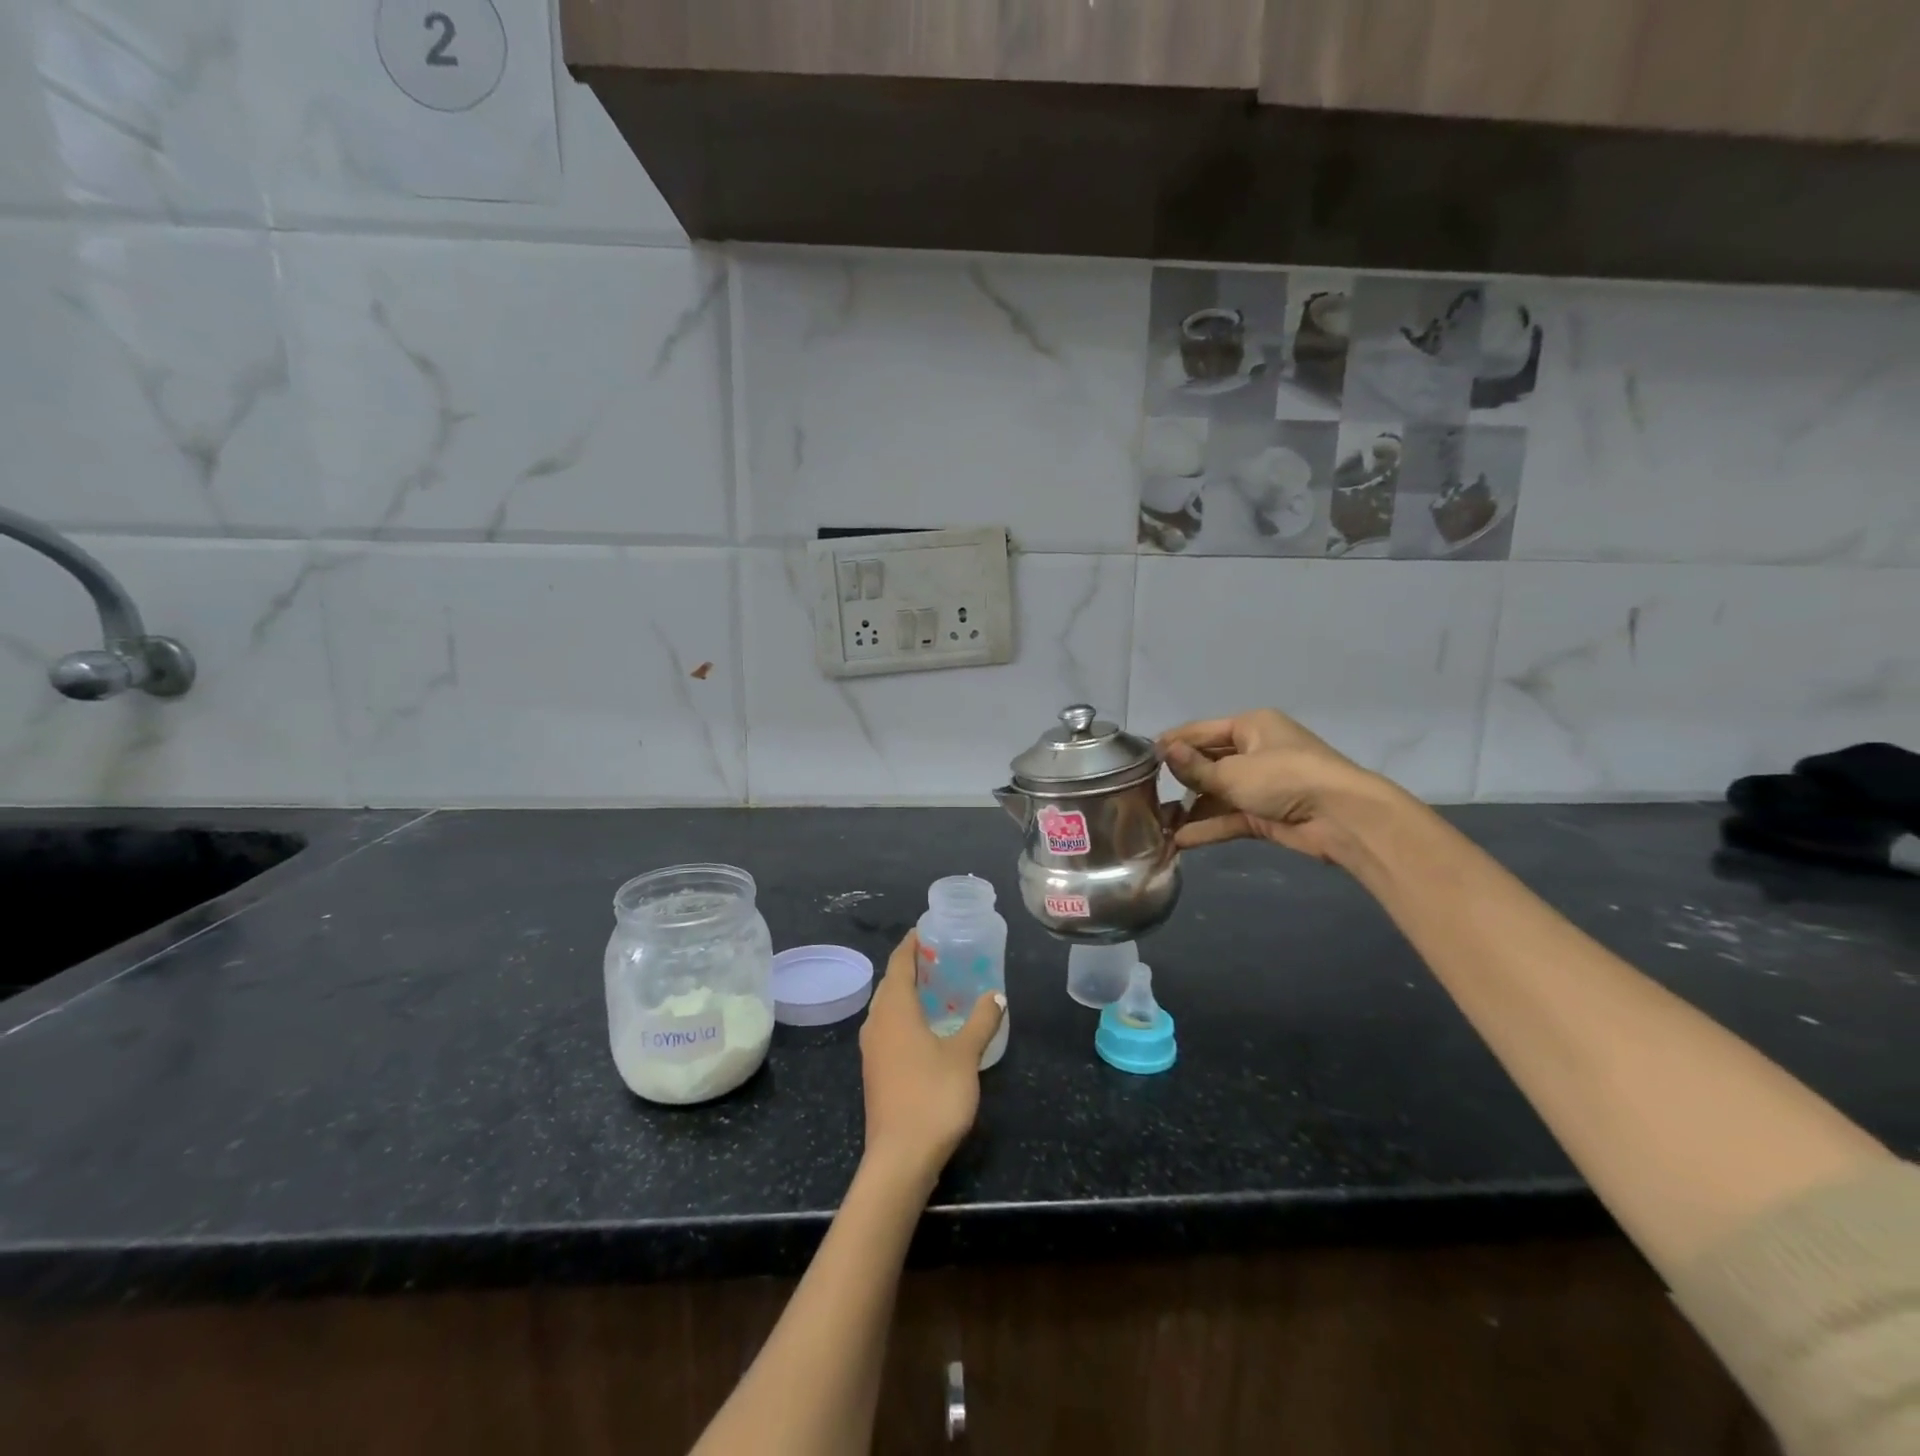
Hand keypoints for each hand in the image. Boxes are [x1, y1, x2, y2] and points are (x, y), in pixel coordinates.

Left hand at [858, 930, 1003, 1184]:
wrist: (900, 1158)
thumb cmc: (932, 1096)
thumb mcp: (965, 1056)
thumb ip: (981, 1021)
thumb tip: (996, 995)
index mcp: (894, 1009)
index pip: (898, 963)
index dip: (911, 944)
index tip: (926, 930)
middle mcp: (876, 1023)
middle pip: (890, 983)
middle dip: (911, 967)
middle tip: (940, 957)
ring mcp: (872, 1049)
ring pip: (887, 1008)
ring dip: (907, 993)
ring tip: (936, 988)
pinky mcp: (875, 1071)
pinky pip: (888, 1028)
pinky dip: (904, 1017)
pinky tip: (926, 1028)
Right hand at [1157, 709, 1404, 865]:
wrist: (1342, 817)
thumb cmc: (1285, 778)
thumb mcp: (1234, 772)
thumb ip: (1195, 768)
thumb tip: (1163, 751)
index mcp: (1251, 726)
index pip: (1201, 731)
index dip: (1172, 743)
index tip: (1141, 758)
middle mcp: (1255, 751)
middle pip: (1208, 763)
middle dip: (1179, 779)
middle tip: (1143, 792)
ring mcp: (1261, 784)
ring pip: (1216, 793)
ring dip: (1190, 807)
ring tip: (1156, 822)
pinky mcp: (1265, 814)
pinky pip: (1229, 817)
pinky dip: (1208, 826)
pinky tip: (1179, 839)